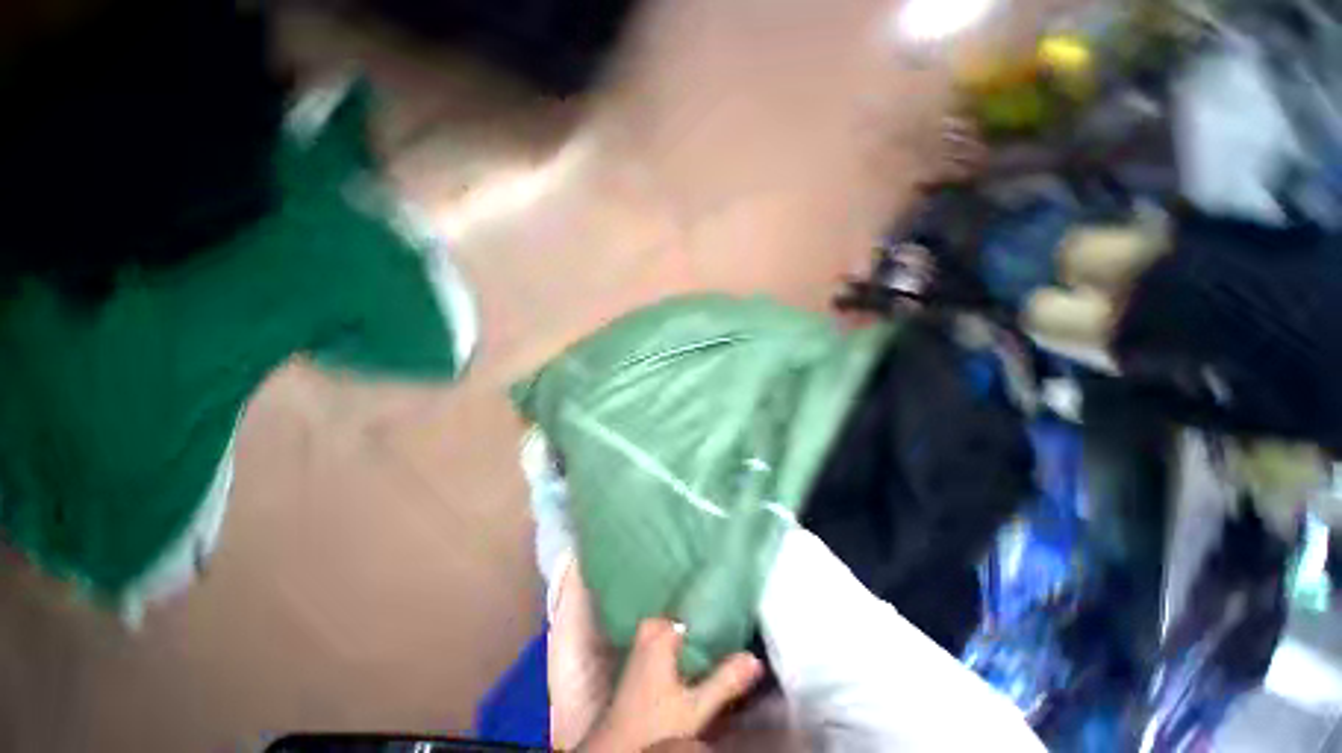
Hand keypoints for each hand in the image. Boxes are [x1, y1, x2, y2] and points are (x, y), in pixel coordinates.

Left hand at [579, 619, 762, 752]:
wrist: (620, 748)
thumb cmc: (656, 724)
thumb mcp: (696, 707)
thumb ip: (725, 681)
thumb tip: (755, 658)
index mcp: (659, 633)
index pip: (691, 610)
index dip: (713, 610)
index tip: (733, 608)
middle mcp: (648, 632)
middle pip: (682, 617)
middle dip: (703, 620)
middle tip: (729, 620)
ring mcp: (640, 645)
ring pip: (673, 628)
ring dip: (692, 633)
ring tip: (718, 633)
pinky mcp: (638, 659)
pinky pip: (664, 638)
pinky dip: (681, 643)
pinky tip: (695, 654)